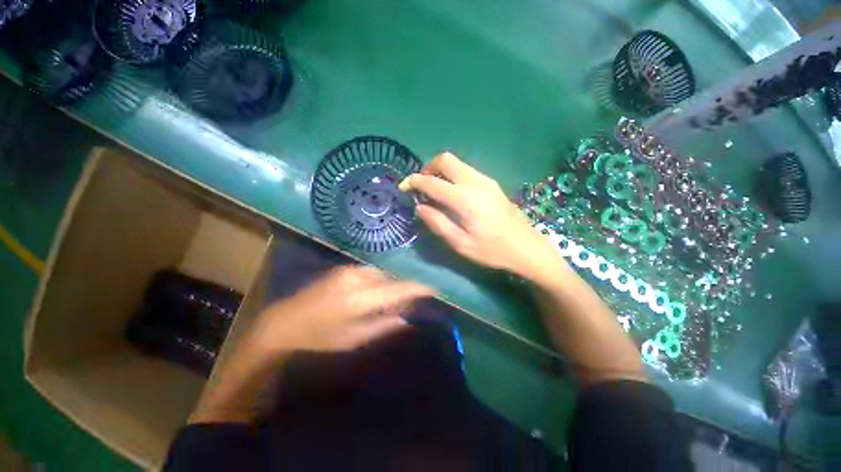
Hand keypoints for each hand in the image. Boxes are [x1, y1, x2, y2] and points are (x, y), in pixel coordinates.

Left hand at [247, 266, 435, 354]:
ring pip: (382, 274)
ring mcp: (349, 270)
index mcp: (361, 298)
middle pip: (392, 279)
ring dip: (390, 286)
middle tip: (408, 304)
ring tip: (389, 301)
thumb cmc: (320, 338)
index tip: (435, 289)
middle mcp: (358, 278)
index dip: (419, 288)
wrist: (284, 323)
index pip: (399, 289)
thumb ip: (384, 326)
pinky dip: (378, 282)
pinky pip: (370, 272)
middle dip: (403, 290)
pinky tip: (374, 294)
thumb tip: (407, 317)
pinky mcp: (343, 268)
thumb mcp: (354, 339)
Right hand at [400, 152, 562, 279]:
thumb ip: (438, 223)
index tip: (404, 186)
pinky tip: (453, 193)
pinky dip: (453, 175)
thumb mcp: (461, 243)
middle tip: (421, 186)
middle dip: (428, 168)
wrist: (527, 247)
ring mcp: (486, 180)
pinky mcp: (492, 183)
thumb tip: (420, 207)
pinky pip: (466, 171)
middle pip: (445, 160)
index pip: (432, 182)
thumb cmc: (493, 250)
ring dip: (441, 171)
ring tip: (435, 191)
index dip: (414, 182)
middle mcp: (475, 182)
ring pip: (457, 163)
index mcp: (464, 199)